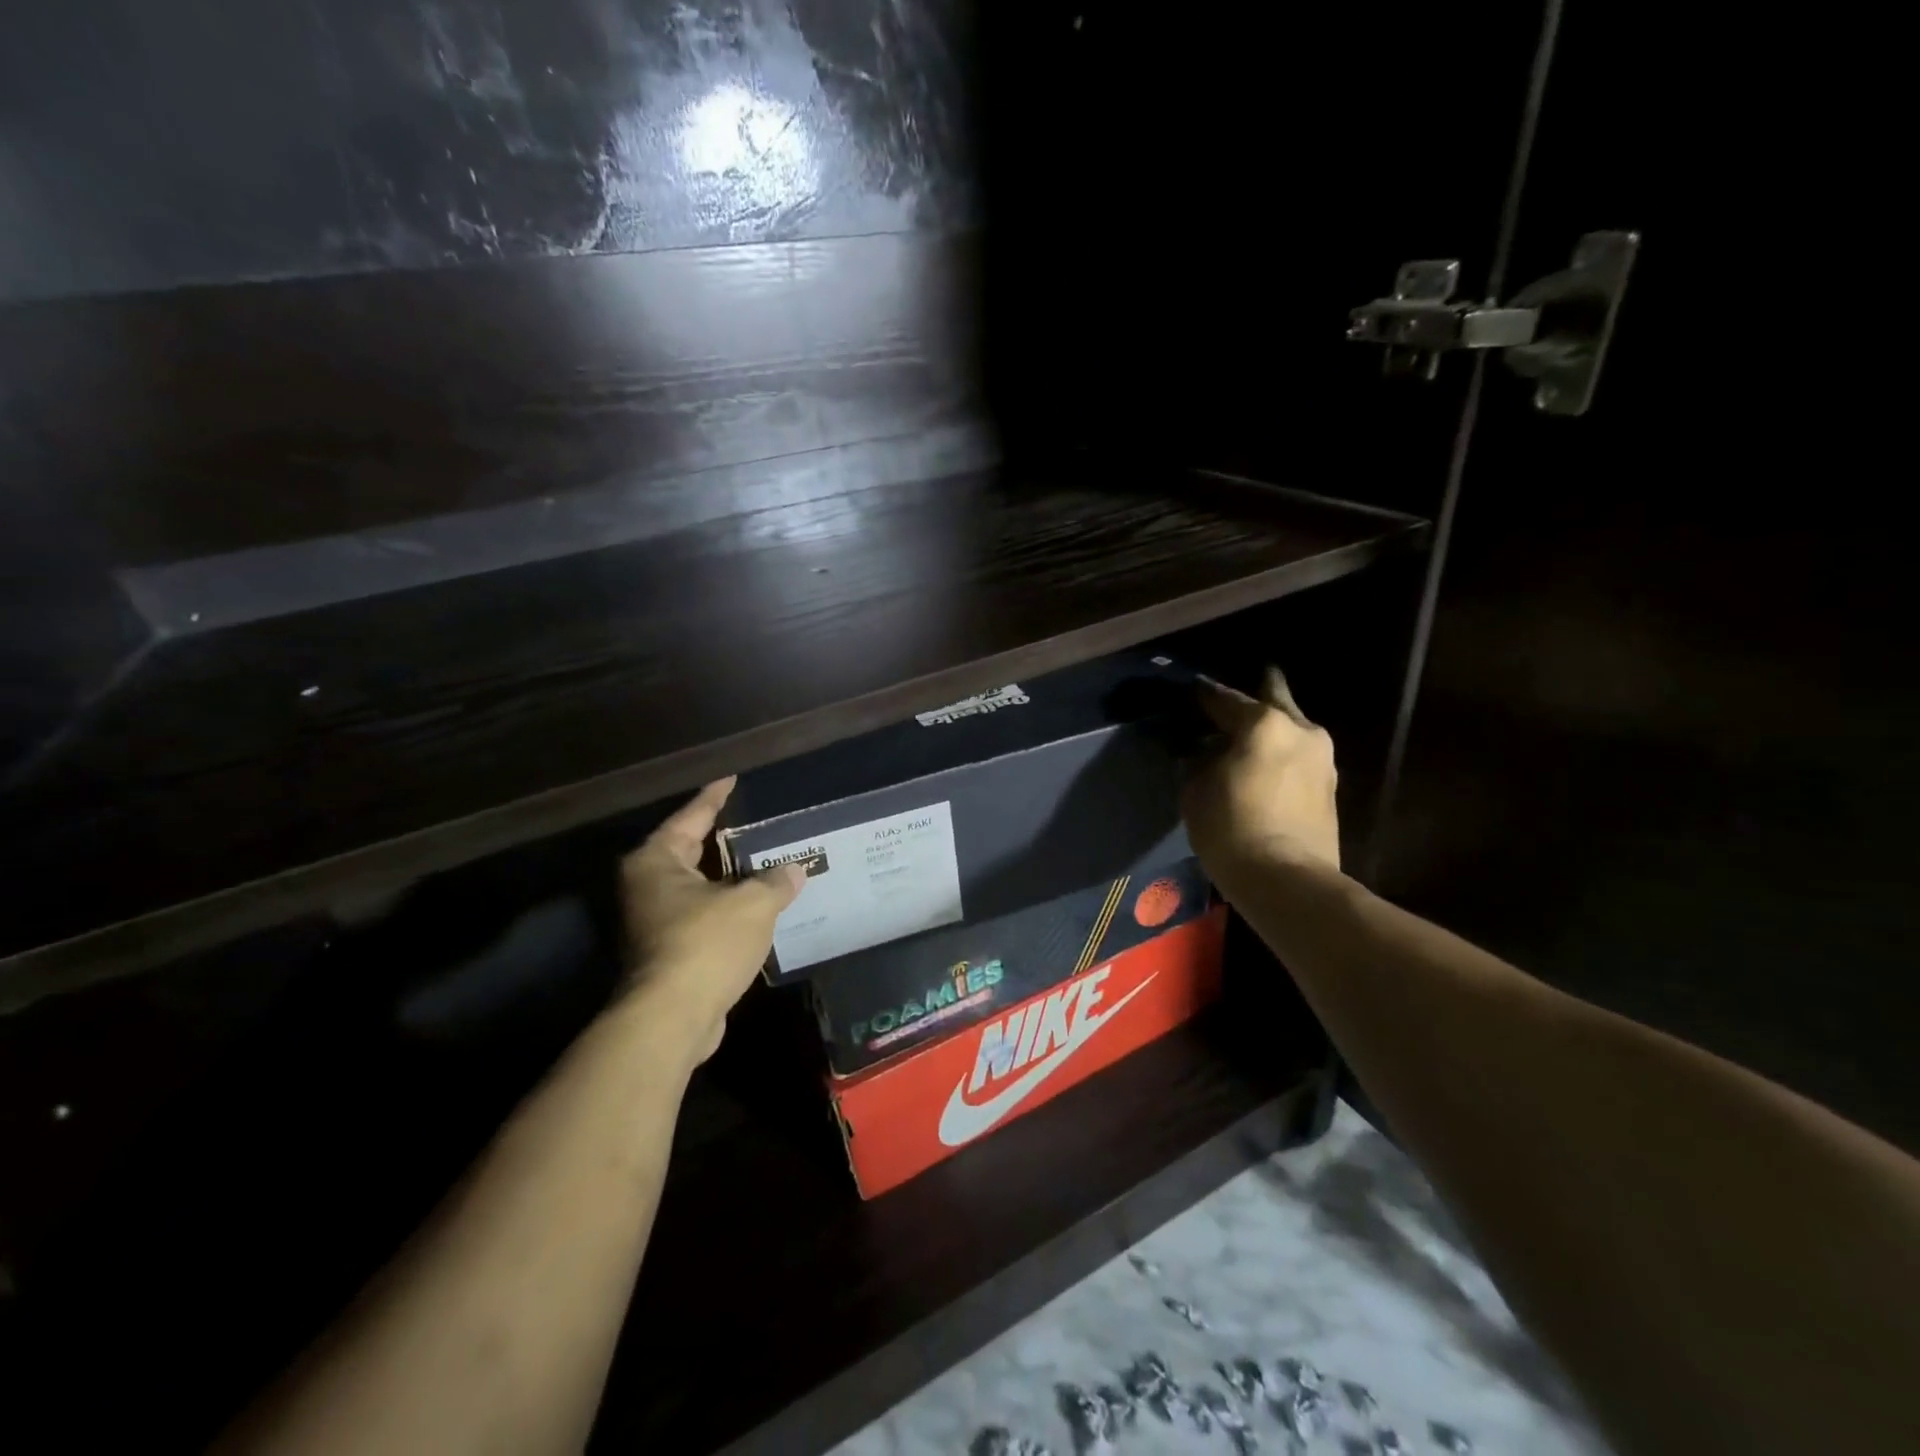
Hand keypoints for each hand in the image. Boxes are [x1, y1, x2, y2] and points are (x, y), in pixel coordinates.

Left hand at [618, 777, 804, 1061]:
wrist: (672, 1019)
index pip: (691, 816)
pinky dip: (730, 909)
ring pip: (700, 887)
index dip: (715, 797)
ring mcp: (655, 922)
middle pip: (691, 851)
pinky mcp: (670, 952)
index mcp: (657, 862)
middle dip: (724, 838)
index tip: (731, 778)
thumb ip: (775, 881)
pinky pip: (705, 916)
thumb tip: (795, 870)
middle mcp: (648, 887)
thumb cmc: (706, 944)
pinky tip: (760, 906)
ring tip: (767, 861)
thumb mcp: (752, 903)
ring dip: (731, 878)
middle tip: (756, 820)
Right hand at [1182, 668, 1340, 886]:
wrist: (1287, 880)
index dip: (1200, 695)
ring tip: (1244, 737)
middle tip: (1231, 701)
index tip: (1187, 692)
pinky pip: (1297, 754)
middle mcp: (1300, 728)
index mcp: (1264, 722)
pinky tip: (1262, 763)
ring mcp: (1322, 756)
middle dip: (1252, 697)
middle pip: (1272, 699)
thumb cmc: (1231, 827)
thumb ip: (1197, 758)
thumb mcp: (1195, 788)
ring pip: (1289, 728)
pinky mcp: (1330, 785)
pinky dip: (1279, 753)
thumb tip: (1200, 748)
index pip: (1223, 697)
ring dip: (1268, 729)